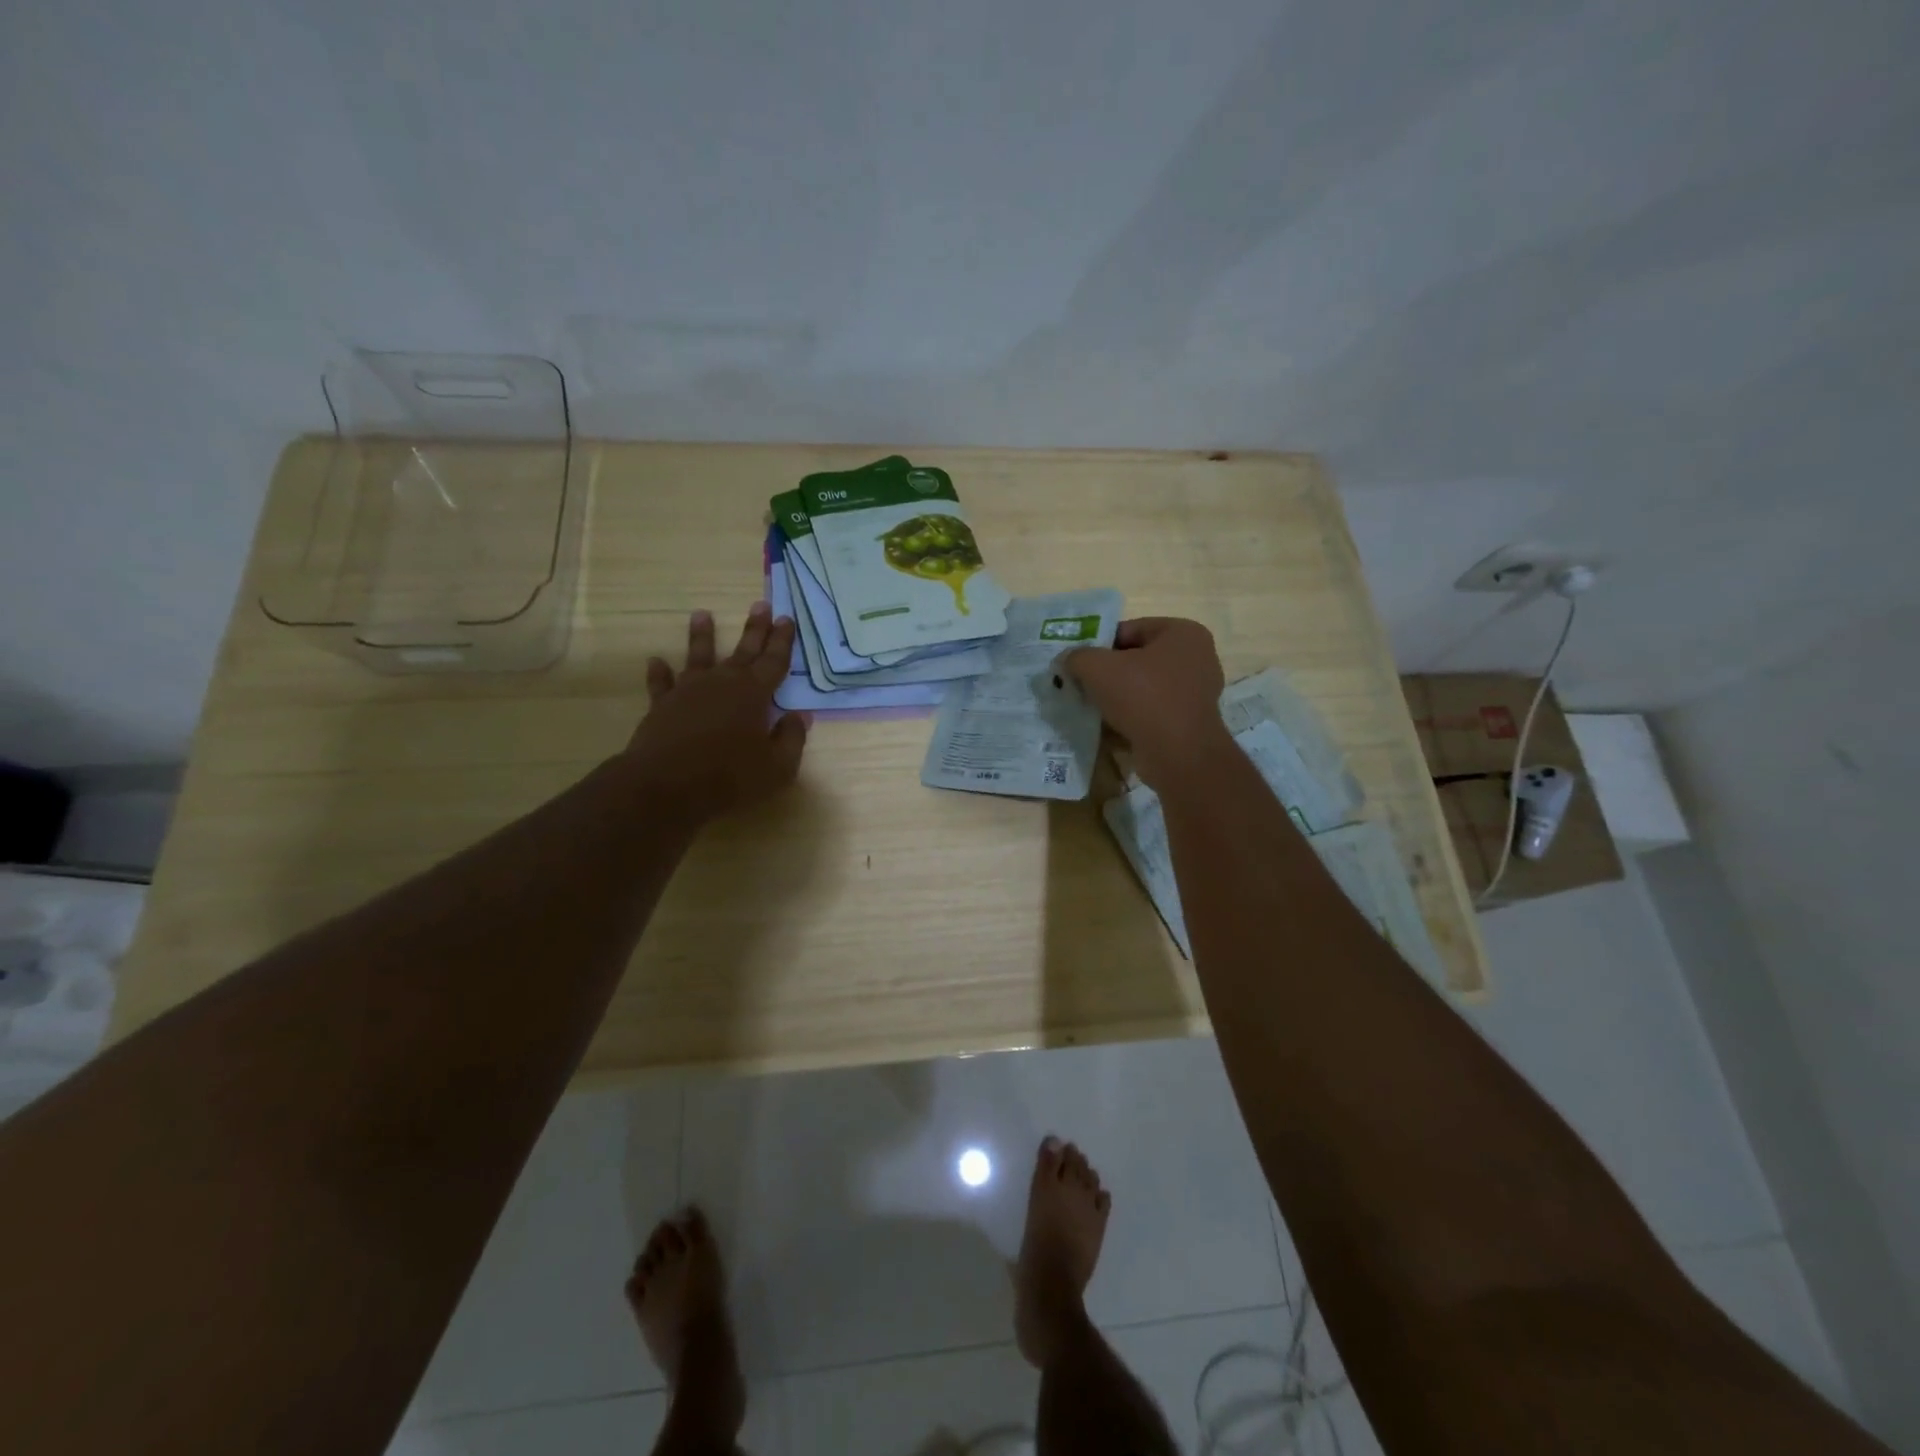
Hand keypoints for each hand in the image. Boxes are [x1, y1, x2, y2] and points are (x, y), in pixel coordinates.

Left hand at [622, 603, 808, 822]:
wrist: (666, 786)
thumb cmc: (730, 778)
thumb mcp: (777, 767)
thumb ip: (792, 738)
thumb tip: (800, 716)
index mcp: (754, 694)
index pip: (774, 661)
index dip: (782, 641)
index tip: (787, 619)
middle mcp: (722, 683)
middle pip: (743, 651)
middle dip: (755, 628)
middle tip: (761, 604)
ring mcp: (688, 692)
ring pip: (698, 656)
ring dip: (702, 635)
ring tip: (702, 614)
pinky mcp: (662, 706)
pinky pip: (661, 684)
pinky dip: (659, 673)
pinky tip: (656, 661)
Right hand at [1063, 618, 1230, 788]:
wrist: (1178, 754)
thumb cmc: (1143, 697)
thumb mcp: (1098, 668)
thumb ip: (1078, 657)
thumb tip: (1067, 660)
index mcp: (1183, 633)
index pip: (1130, 629)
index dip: (1099, 644)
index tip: (1078, 663)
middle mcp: (1196, 658)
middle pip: (1137, 659)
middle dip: (1107, 672)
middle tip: (1080, 684)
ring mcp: (1195, 692)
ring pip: (1143, 687)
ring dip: (1117, 696)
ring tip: (1090, 706)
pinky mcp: (1188, 722)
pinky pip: (1152, 711)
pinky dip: (1131, 716)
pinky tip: (1108, 726)